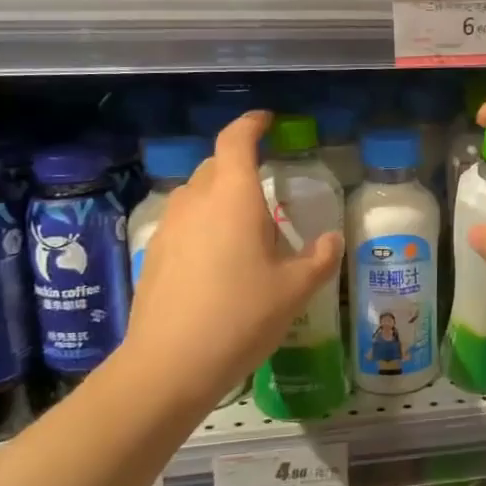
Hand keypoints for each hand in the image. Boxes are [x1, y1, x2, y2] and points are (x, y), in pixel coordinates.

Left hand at [128, 111, 341, 396]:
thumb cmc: (240, 316)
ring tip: (243, 223)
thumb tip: (332, 240)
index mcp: (233, 198)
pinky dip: (202, 222)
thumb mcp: (294, 290)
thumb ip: (319, 259)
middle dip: (239, 162)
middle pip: (215, 165)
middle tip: (266, 184)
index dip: (251, 124)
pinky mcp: (154, 253)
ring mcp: (169, 227)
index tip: (267, 121)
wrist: (169, 364)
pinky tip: (217, 257)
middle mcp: (196, 202)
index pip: (236, 140)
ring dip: (219, 194)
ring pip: (195, 193)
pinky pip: (182, 221)